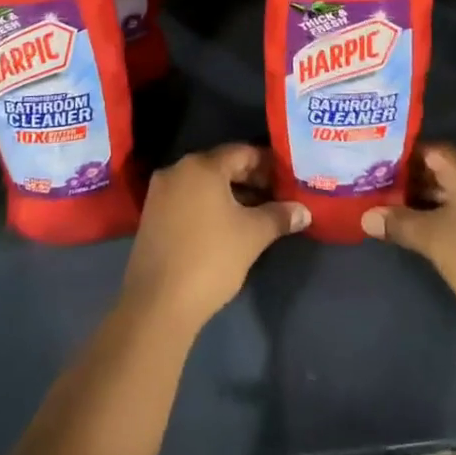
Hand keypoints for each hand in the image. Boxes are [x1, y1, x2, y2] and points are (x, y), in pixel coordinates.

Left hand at [121, 144, 308, 335]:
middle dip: (251, 180)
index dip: (268, 164)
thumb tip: (303, 211)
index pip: (242, 152)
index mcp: (201, 166)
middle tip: (277, 197)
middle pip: (221, 166)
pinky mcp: (152, 215)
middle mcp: (177, 170)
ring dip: (231, 195)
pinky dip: (209, 206)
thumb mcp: (253, 235)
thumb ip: (279, 216)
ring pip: (203, 184)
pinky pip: (188, 199)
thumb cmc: (211, 258)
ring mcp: (160, 193)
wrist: (158, 302)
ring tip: (257, 214)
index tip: (287, 180)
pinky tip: (227, 227)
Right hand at [362, 143, 455, 338]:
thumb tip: (367, 217)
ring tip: (401, 212)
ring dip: (433, 201)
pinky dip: (453, 213)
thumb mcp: (432, 240)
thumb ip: (398, 222)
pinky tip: (433, 229)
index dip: (402, 159)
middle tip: (384, 193)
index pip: (430, 150)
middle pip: (446, 169)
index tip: (378, 170)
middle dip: (415, 182)